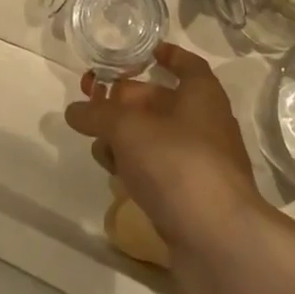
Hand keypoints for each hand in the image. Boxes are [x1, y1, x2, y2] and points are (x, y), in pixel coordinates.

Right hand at [64, 43, 274, 293]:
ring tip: (99, 149)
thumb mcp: (129, 129)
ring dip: (126, 140)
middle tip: (93, 104)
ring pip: (156, 140)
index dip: (166, 55)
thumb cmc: (178, 165)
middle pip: (162, 103)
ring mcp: (200, 164)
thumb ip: (99, 114)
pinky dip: (137, 171)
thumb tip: (75, 110)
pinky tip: (117, 181)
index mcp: (202, 95)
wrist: (219, 242)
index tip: (142, 52)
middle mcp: (205, 124)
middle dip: (127, 102)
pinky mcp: (191, 199)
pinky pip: (159, 173)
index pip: (186, 64)